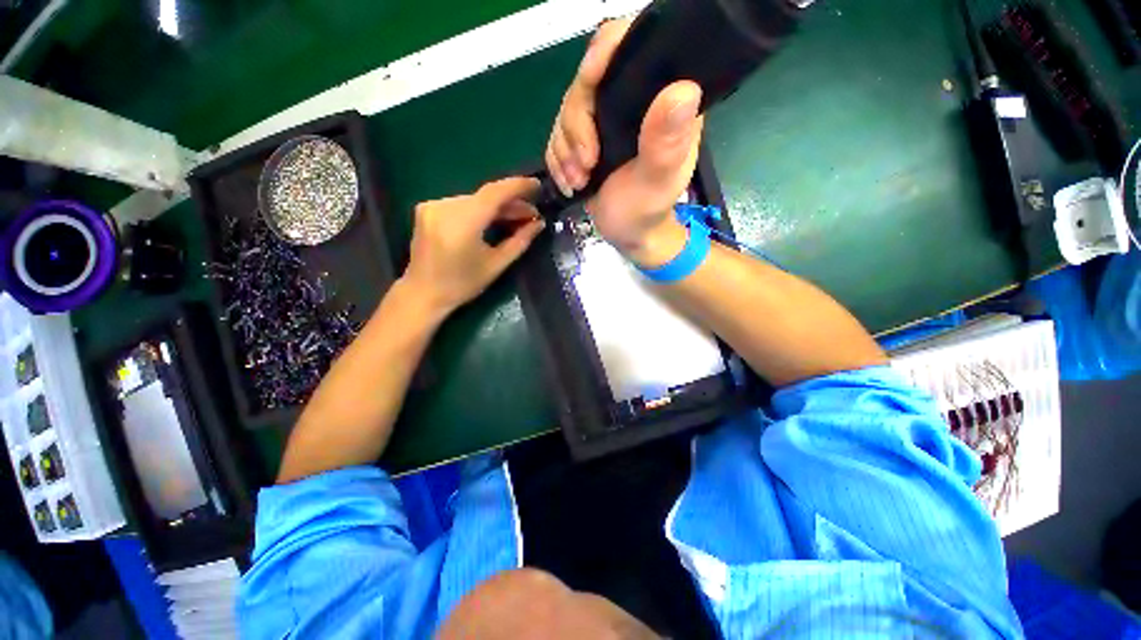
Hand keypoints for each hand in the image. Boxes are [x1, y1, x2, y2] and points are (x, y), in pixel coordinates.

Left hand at [402, 177, 544, 318]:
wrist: (423, 292)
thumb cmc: (462, 284)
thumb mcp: (496, 265)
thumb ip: (519, 241)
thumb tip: (539, 223)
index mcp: (461, 223)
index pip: (494, 193)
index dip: (518, 186)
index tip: (537, 185)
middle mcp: (444, 207)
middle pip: (485, 196)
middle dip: (511, 203)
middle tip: (532, 214)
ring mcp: (433, 206)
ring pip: (475, 199)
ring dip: (497, 207)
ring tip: (517, 218)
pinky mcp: (427, 209)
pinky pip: (462, 203)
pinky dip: (481, 209)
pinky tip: (494, 218)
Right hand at [545, 18, 703, 267]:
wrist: (627, 235)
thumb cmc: (646, 212)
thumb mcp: (657, 181)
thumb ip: (667, 141)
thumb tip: (683, 89)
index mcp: (661, 100)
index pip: (631, 46)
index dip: (606, 51)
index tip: (589, 81)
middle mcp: (632, 101)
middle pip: (587, 82)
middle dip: (577, 127)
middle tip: (585, 166)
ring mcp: (605, 119)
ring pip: (567, 110)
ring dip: (565, 151)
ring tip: (578, 181)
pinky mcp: (586, 138)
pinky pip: (557, 135)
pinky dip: (558, 160)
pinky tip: (570, 182)